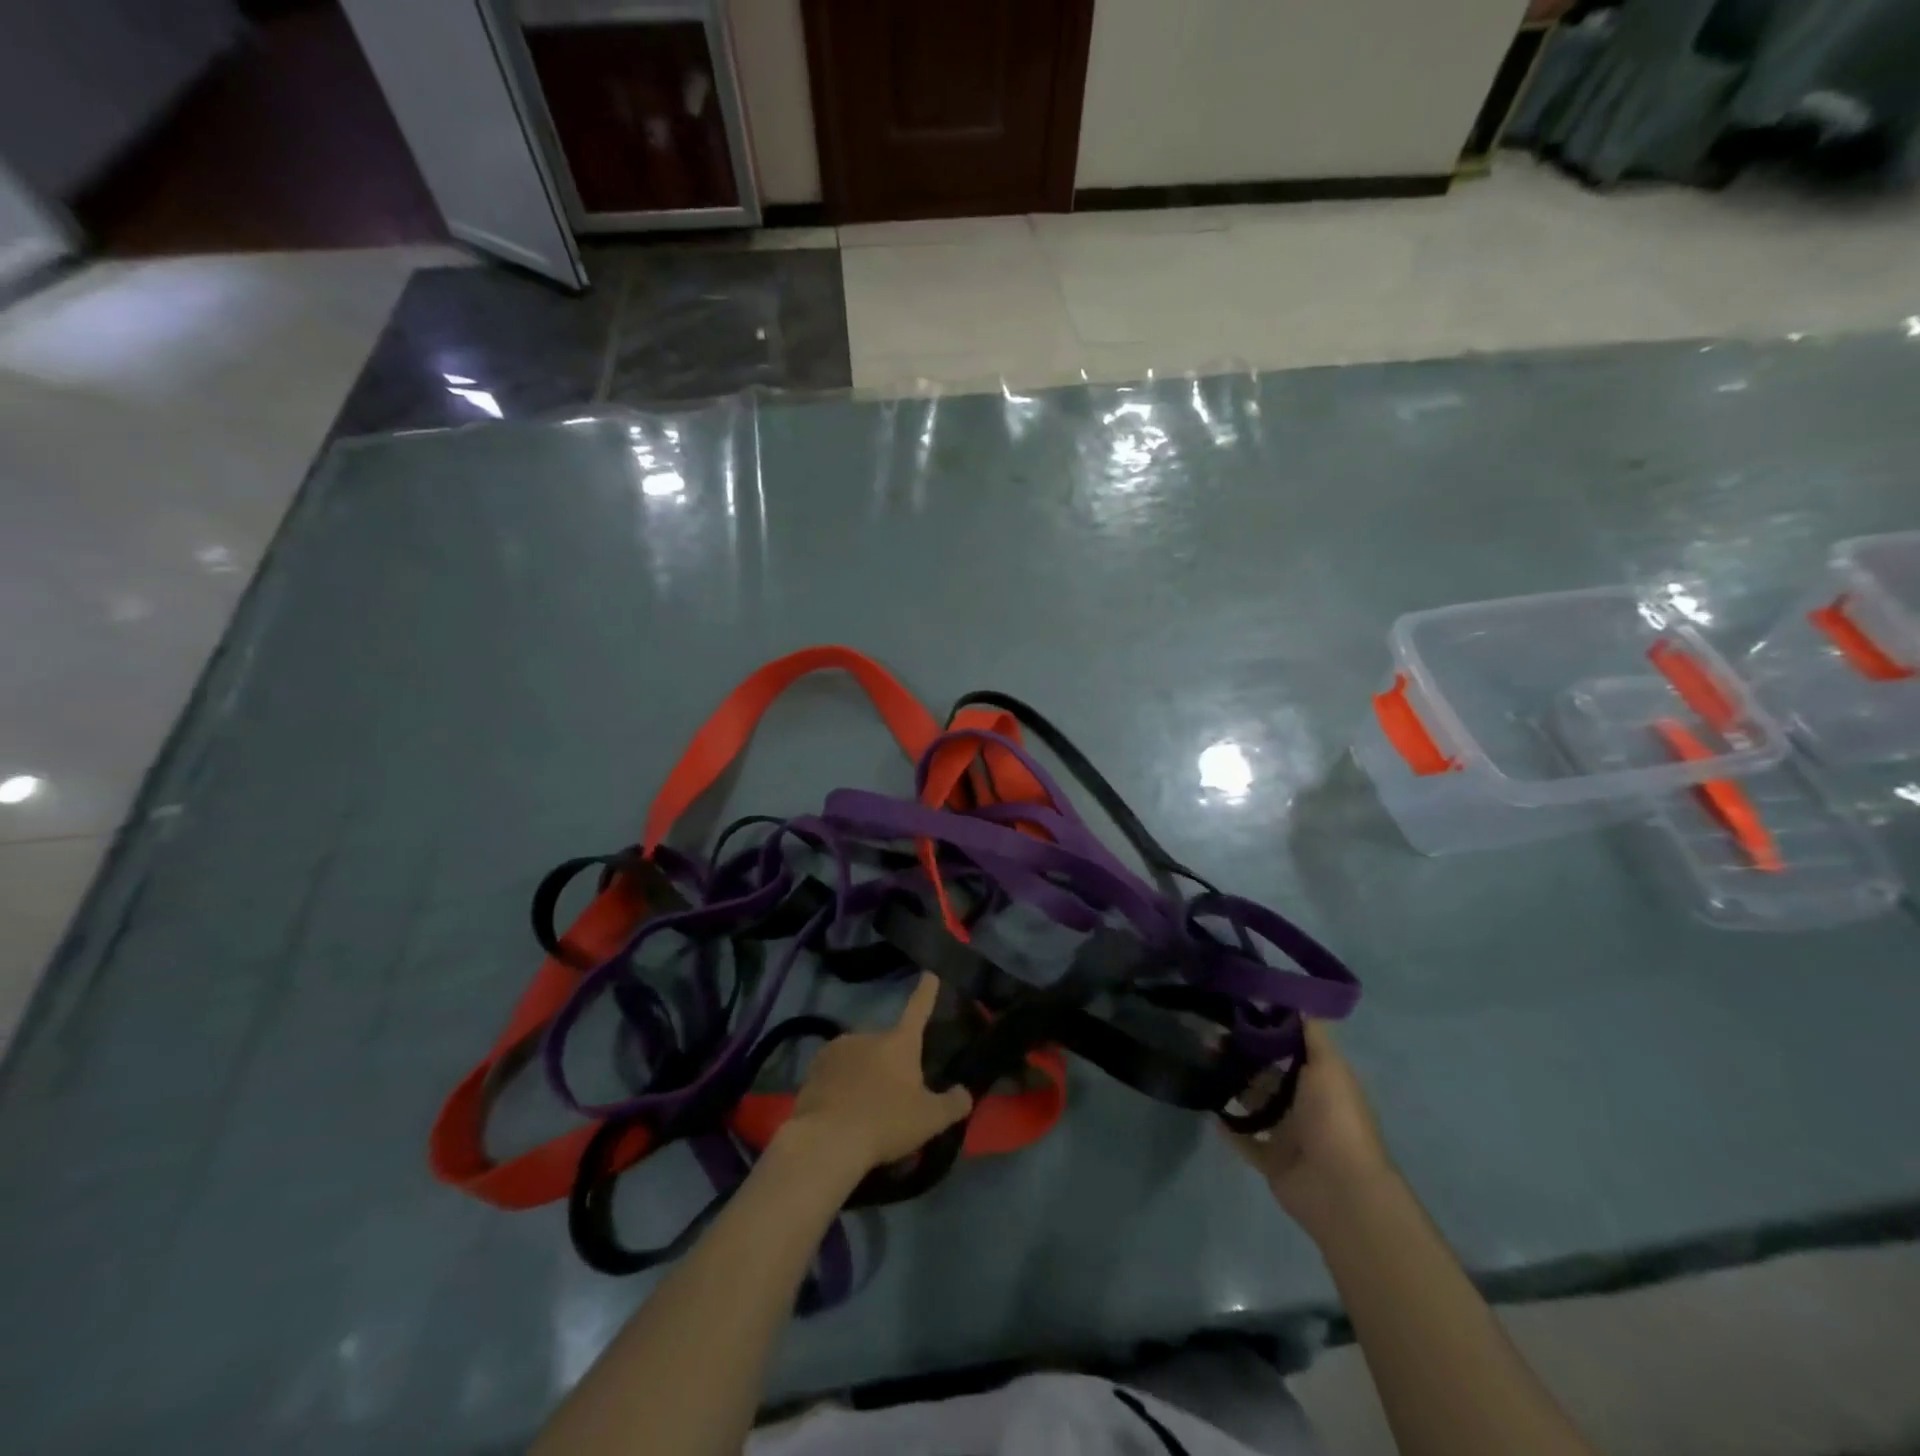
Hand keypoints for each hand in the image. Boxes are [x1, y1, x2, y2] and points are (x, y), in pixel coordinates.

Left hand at [782, 973, 973, 1174]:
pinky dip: (839, 1086)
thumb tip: (965, 1093)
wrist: (826, 1140)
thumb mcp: (929, 1119)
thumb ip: (952, 1104)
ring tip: (864, 1110)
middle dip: (889, 1063)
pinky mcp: (813, 1069)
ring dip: (863, 1074)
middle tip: (892, 1096)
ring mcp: (837, 1049)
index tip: (929, 973)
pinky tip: (840, 1112)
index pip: (918, 1010)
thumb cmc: (885, 1123)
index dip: (926, 992)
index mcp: (899, 1042)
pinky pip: (834, 1074)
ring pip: (858, 1058)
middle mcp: (867, 1035)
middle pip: (885, 1044)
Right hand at [1221, 1019, 1392, 1235]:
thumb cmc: (1335, 1119)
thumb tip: (1296, 999)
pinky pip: (1244, 1141)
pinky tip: (1206, 1108)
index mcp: (1320, 1082)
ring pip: (1253, 1105)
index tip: (1233, 1010)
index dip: (1263, 1030)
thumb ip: (1312, 1034)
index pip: (1289, 1049)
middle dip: (1239, 1057)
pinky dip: (1228, 1127)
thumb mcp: (1329, 1067)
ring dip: (1230, 1087)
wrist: (1341, 1189)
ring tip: (1200, 1066)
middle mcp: (1305, 1106)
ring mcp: (1288, 1136)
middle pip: (1266, 1075)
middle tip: (1206, 1038)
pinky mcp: (1271, 1162)